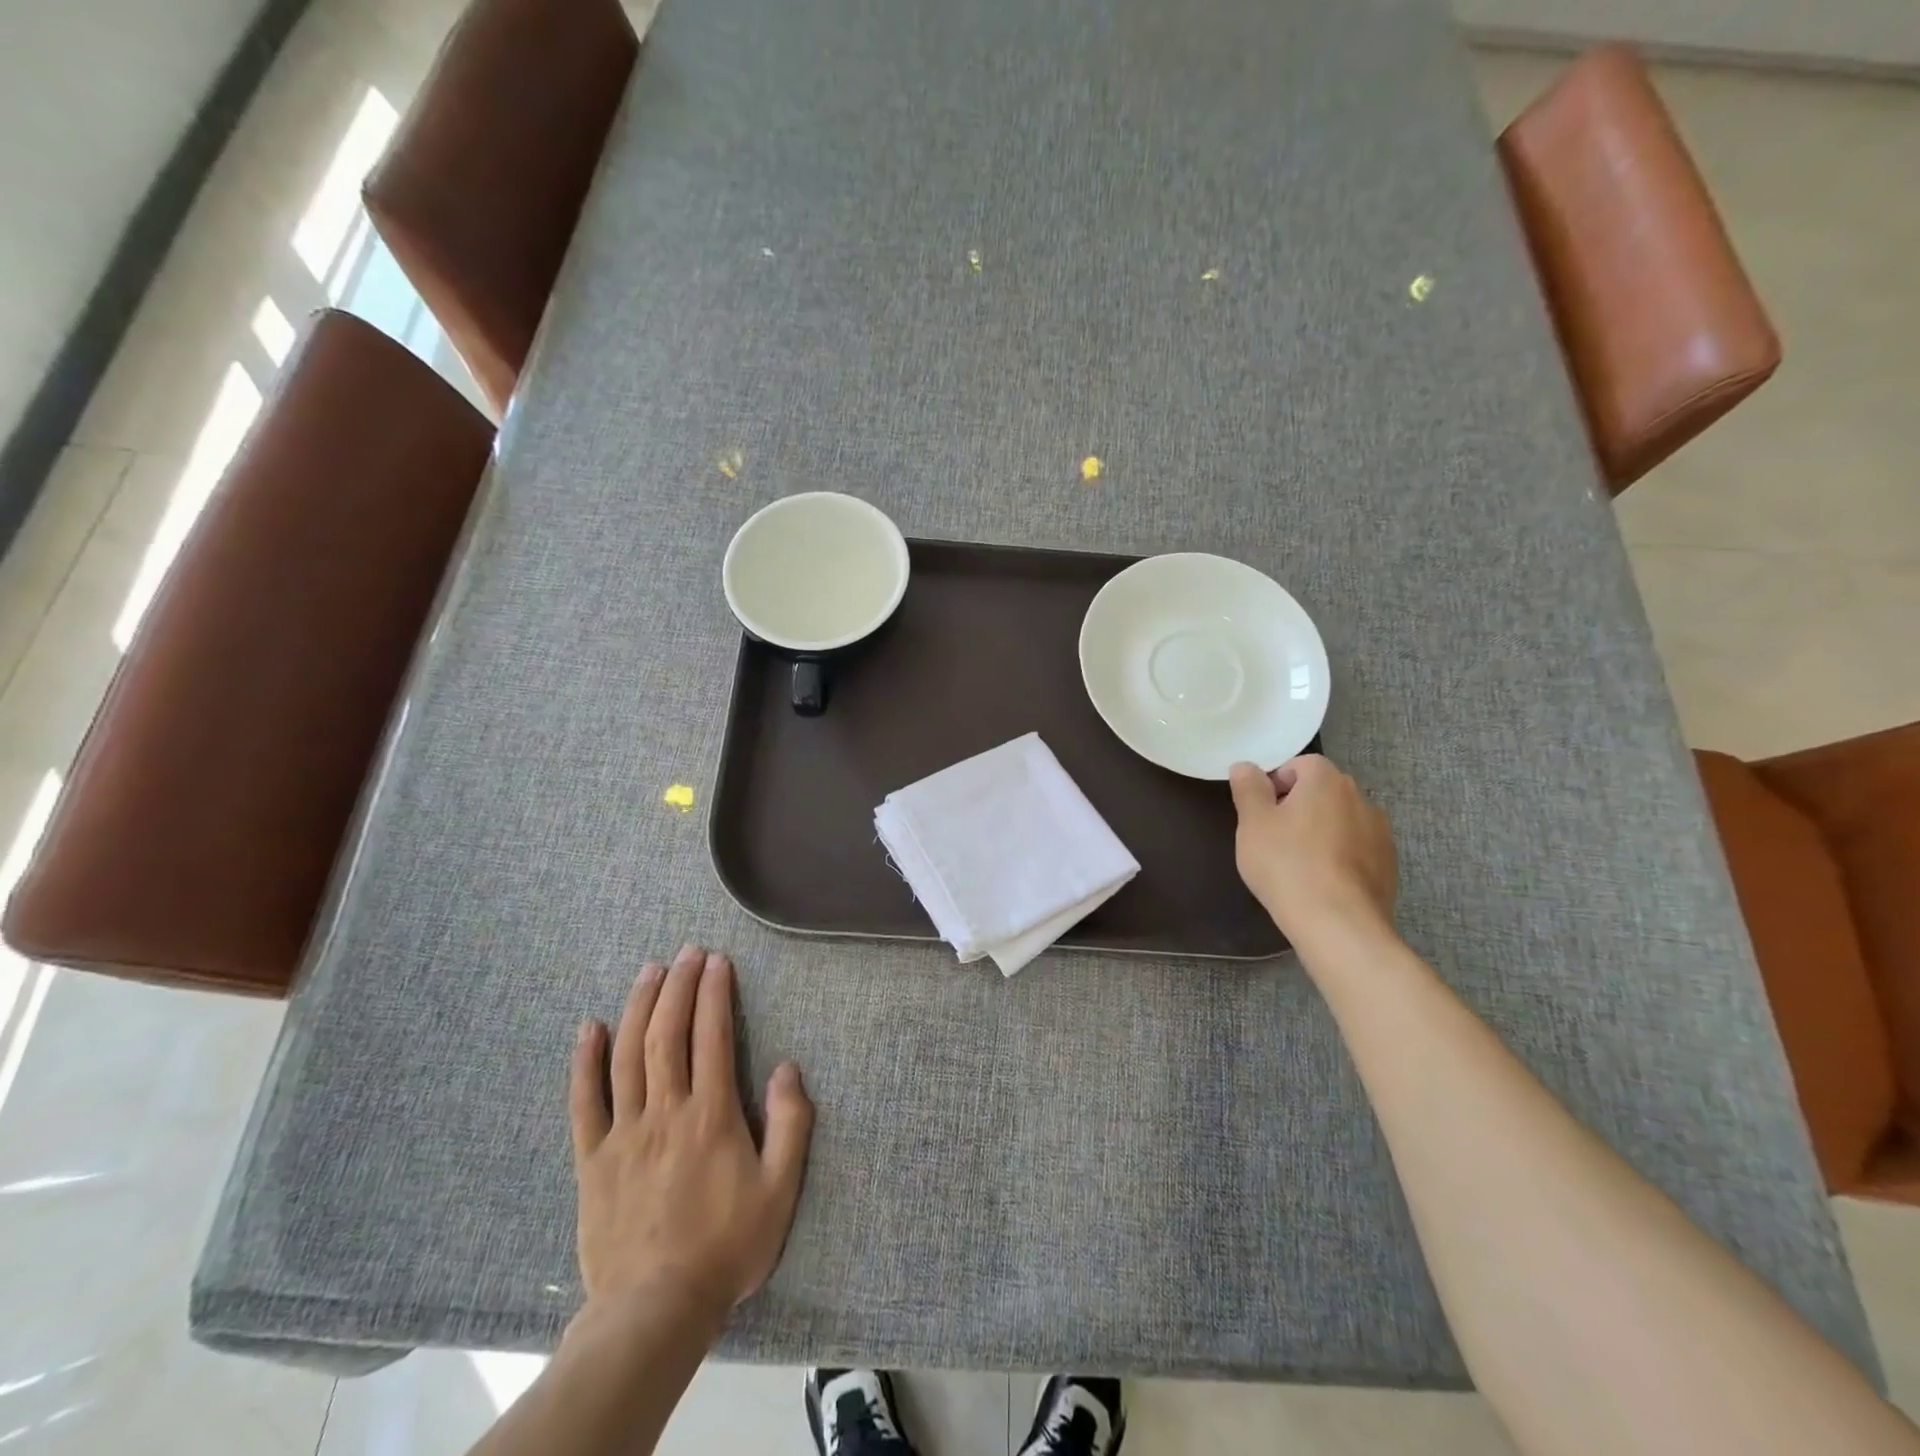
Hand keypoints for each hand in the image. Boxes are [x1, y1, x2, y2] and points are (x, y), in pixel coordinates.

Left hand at [568, 945, 814, 1323]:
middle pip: (667, 1034)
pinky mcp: (593, 1160)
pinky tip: (590, 1027)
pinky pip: (584, 1102)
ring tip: (650, 970)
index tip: (718, 961)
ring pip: (627, 1056)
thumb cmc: (726, 1247)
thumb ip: (791, 1124)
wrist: (655, 1311)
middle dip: (678, 986)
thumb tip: (788, 1067)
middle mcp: (665, 1112)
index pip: (712, 1036)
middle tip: (687, 952)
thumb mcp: (780, 1190)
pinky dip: (585, 1061)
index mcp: (711, 1116)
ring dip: (639, 1006)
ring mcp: (624, 1134)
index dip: (714, 993)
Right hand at [1229, 755, 1397, 946]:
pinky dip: (1340, 855)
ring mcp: (1380, 832)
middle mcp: (1360, 797)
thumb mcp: (1252, 823)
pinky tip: (1323, 881)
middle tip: (1274, 836)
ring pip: (1341, 819)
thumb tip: (1245, 766)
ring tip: (1299, 862)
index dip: (1277, 782)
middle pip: (1323, 790)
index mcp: (1326, 780)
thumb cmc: (1287, 864)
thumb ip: (1248, 788)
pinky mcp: (1389, 864)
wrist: (1338, 923)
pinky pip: (1357, 847)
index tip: (1261, 811)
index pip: (1300, 764)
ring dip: (1321, 830)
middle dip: (1298, 805)